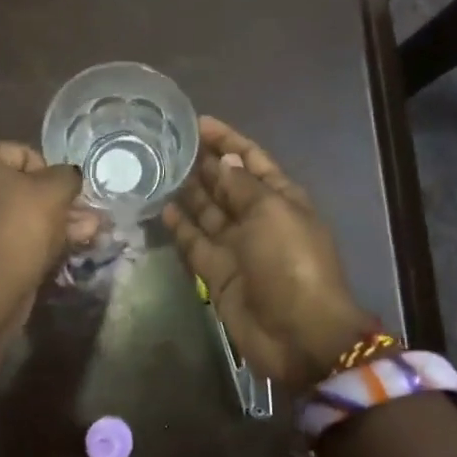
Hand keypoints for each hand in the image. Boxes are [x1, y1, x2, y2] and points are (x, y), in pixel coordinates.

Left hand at [0, 142, 85, 288]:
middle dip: (56, 202)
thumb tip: (70, 178)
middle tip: (86, 216)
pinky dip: (35, 237)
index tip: (68, 196)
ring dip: (53, 220)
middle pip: (21, 186)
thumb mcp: (57, 187)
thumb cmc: (23, 221)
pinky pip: (10, 232)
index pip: (23, 154)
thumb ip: (68, 175)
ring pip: (19, 212)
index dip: (53, 175)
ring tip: (87, 232)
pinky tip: (67, 245)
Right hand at [162, 117, 371, 393]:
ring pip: (208, 211)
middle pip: (226, 183)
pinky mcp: (218, 272)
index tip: (198, 121)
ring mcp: (237, 245)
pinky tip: (161, 206)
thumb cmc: (291, 263)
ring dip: (188, 191)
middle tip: (167, 142)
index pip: (250, 159)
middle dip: (203, 162)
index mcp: (280, 197)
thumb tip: (224, 160)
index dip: (227, 140)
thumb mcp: (271, 212)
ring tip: (157, 168)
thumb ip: (242, 185)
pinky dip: (180, 226)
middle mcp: (258, 217)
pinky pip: (195, 242)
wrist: (299, 334)